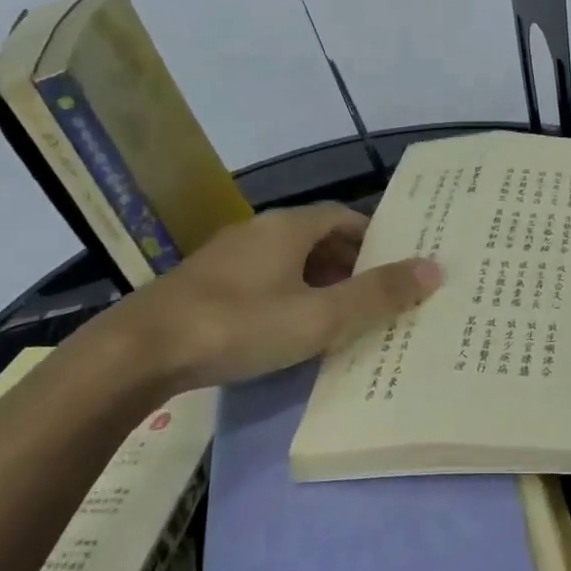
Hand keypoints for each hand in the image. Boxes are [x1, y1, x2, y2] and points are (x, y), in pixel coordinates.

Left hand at [99, 204, 441, 394]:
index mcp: (287, 228)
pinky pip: (261, 280)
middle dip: (349, 264)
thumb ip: (377, 294)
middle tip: (376, 297)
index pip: (343, 217)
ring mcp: (226, 259)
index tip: (396, 266)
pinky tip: (288, 330)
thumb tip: (434, 268)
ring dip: (317, 281)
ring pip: (287, 261)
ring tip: (339, 317)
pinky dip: (287, 295)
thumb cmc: (239, 326)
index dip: (374, 238)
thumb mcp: (319, 317)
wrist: (137, 354)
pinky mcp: (203, 286)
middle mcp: (257, 232)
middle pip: (316, 238)